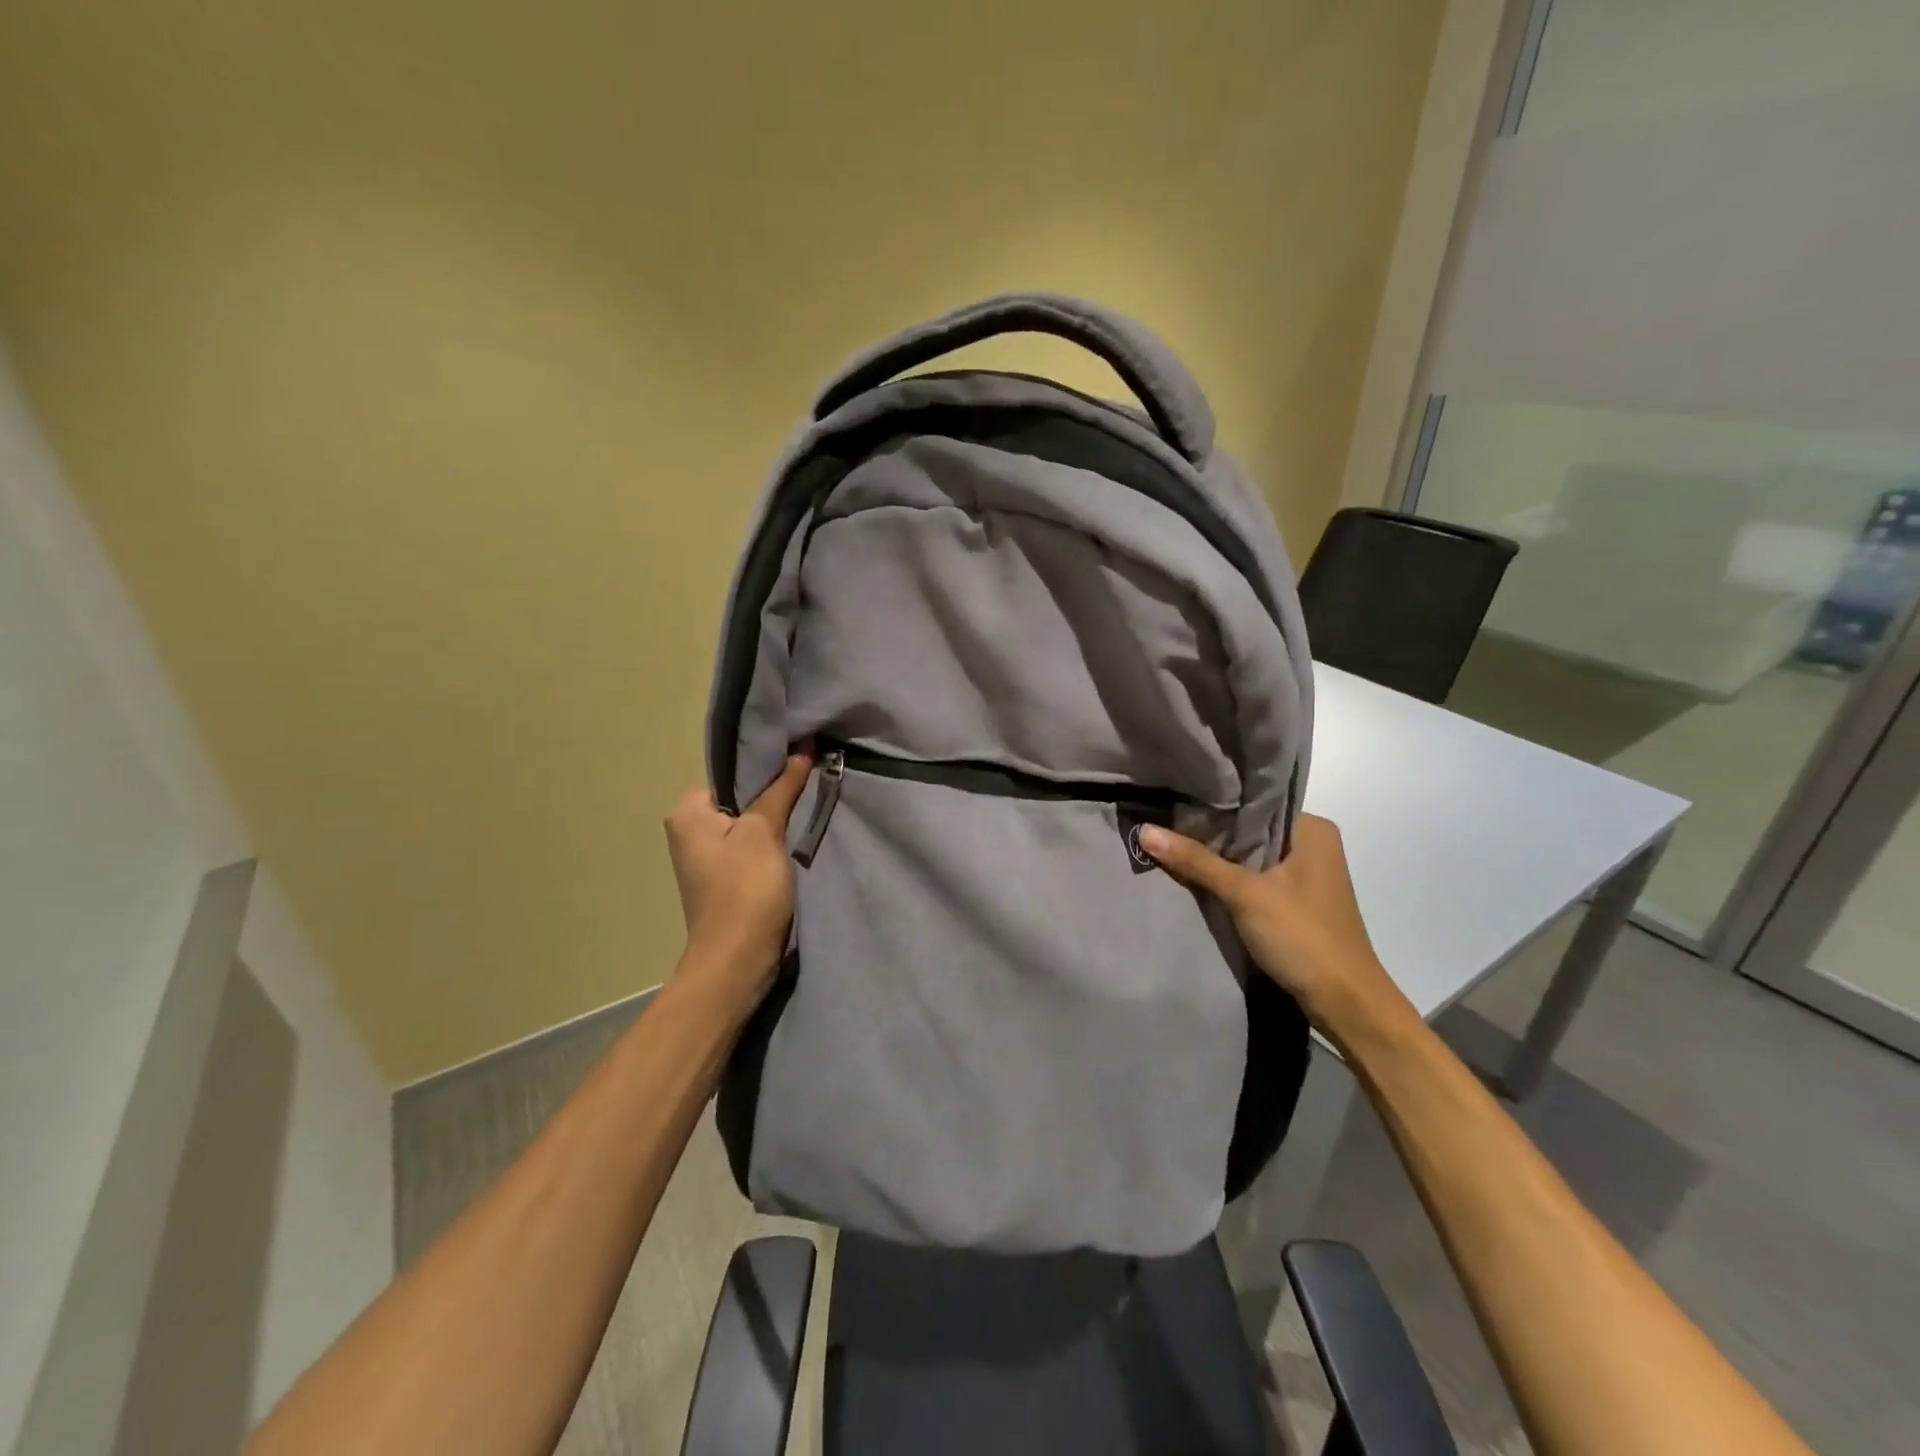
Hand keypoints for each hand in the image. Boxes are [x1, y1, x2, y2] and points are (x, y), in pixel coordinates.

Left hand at [664, 750, 813, 1001]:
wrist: (737, 960)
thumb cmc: (746, 888)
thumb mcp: (766, 831)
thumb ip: (782, 788)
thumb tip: (803, 747)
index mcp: (687, 812)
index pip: (733, 775)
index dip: (768, 771)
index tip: (802, 768)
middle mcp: (687, 831)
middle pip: (741, 800)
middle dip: (773, 797)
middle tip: (809, 790)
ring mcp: (704, 859)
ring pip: (748, 826)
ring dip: (775, 824)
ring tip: (805, 815)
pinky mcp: (723, 881)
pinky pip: (749, 850)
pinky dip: (770, 847)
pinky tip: (792, 847)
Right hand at [1139, 814, 1411, 1036]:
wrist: (1345, 1003)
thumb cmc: (1303, 936)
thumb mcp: (1245, 894)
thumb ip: (1196, 861)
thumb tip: (1144, 830)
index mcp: (1312, 828)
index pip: (1254, 802)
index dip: (1212, 802)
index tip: (1171, 797)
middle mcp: (1313, 844)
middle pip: (1250, 829)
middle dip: (1210, 830)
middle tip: (1161, 819)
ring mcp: (1306, 874)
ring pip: (1251, 854)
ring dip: (1218, 856)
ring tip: (1169, 840)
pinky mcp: (1297, 901)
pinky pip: (1256, 877)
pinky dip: (1230, 877)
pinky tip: (1196, 874)